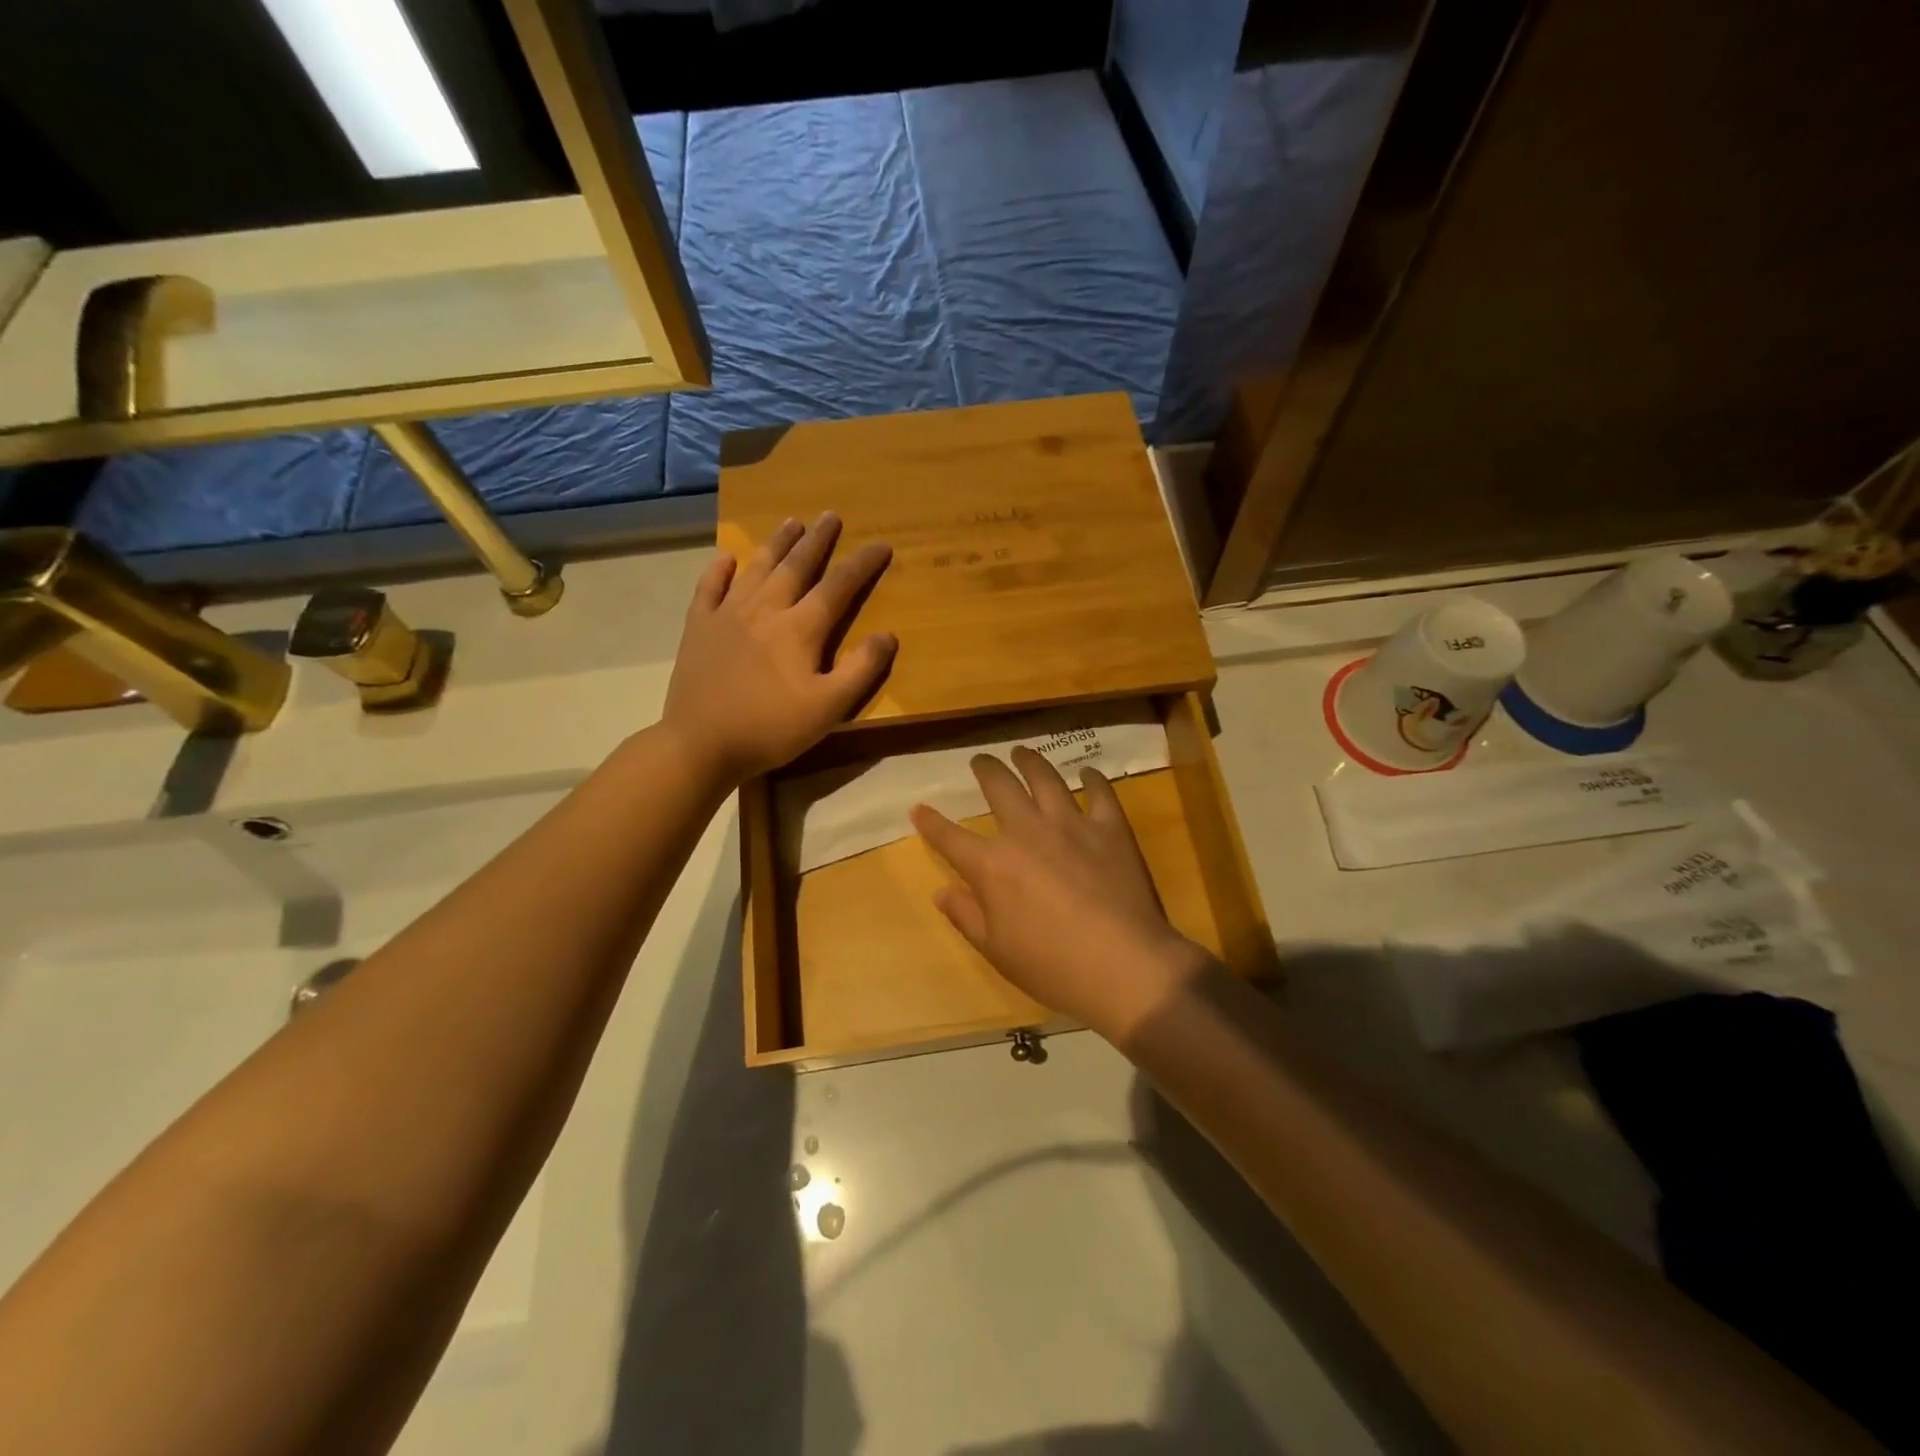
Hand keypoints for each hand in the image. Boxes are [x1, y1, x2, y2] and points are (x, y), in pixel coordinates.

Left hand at [663, 513, 895, 784]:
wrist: (700, 743)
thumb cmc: (771, 728)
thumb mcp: (828, 708)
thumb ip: (861, 670)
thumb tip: (888, 635)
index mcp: (799, 629)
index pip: (838, 586)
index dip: (861, 564)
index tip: (880, 544)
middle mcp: (765, 609)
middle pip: (796, 566)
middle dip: (817, 540)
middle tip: (830, 515)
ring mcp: (727, 614)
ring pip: (756, 568)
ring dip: (776, 543)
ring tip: (790, 522)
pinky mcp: (699, 627)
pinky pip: (709, 588)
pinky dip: (719, 570)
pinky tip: (725, 558)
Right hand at [911, 748, 1212, 1043]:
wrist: (1123, 966)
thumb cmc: (1052, 967)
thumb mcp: (996, 950)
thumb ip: (966, 916)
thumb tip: (942, 892)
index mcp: (992, 865)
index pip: (950, 837)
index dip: (931, 822)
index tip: (919, 808)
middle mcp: (1026, 832)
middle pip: (999, 787)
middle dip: (985, 769)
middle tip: (981, 760)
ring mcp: (1071, 825)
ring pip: (1045, 778)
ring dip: (1030, 761)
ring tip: (1022, 753)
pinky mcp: (1110, 828)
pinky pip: (1100, 793)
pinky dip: (1092, 779)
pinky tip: (1088, 773)